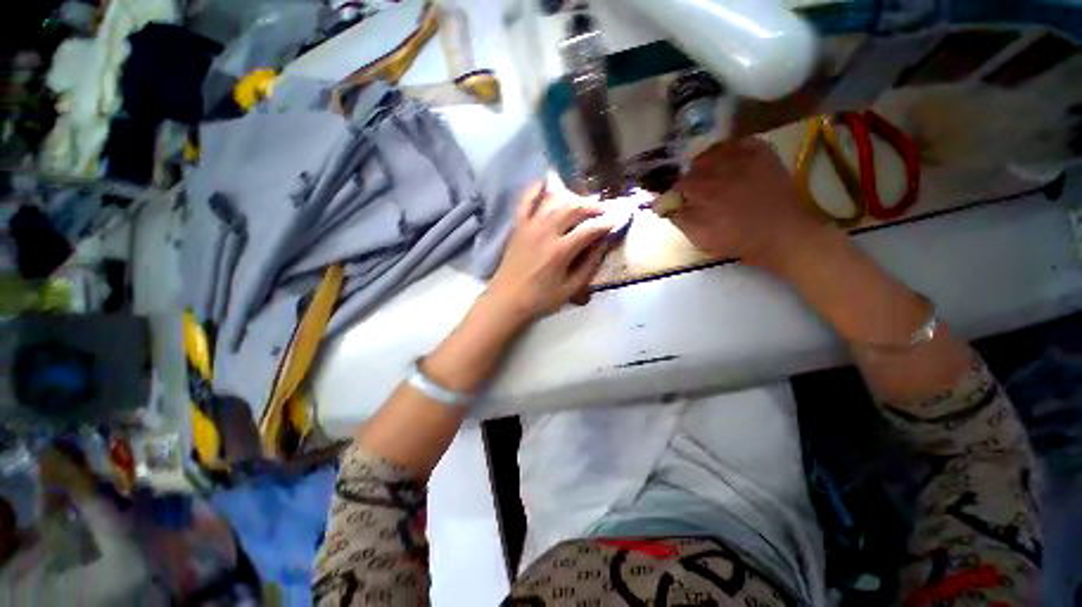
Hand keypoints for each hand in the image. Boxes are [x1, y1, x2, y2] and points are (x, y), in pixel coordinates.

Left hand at [486, 182, 614, 320]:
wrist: (506, 300)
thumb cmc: (539, 299)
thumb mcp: (569, 289)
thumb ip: (588, 267)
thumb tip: (602, 247)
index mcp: (561, 251)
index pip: (590, 229)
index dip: (606, 223)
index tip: (617, 219)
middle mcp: (546, 232)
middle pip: (573, 208)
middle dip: (592, 207)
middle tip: (601, 211)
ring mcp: (530, 226)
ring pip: (554, 200)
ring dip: (571, 198)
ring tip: (580, 204)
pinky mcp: (518, 226)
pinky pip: (525, 201)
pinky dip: (534, 189)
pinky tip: (544, 183)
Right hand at [670, 138, 831, 270]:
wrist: (781, 234)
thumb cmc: (736, 240)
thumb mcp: (699, 237)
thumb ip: (678, 218)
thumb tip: (661, 204)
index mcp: (700, 190)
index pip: (677, 184)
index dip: (674, 193)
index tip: (676, 201)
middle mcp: (717, 169)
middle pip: (693, 166)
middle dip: (690, 178)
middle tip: (695, 191)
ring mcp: (742, 158)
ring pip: (713, 152)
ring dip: (707, 162)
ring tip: (711, 175)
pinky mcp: (762, 154)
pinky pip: (739, 142)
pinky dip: (730, 149)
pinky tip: (729, 161)